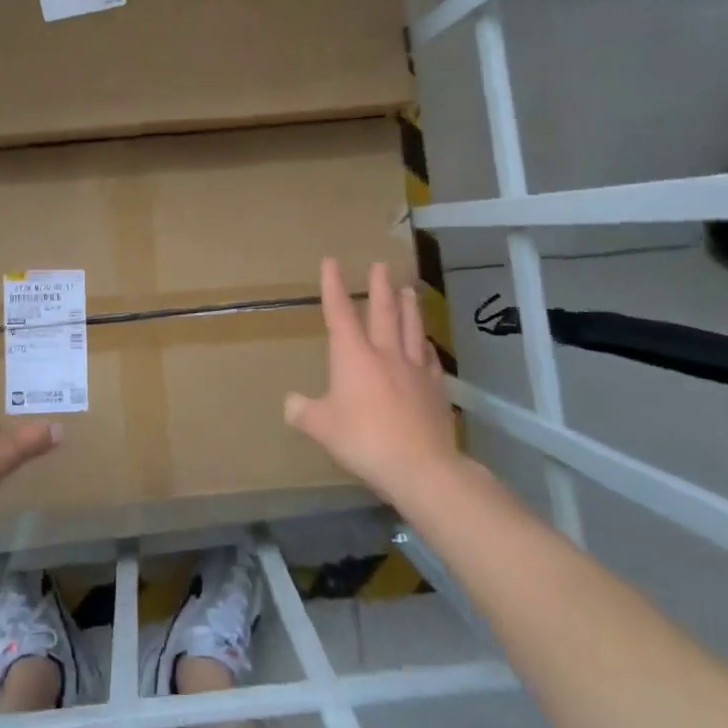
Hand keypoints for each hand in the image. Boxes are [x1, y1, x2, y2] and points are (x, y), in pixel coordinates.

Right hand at [284, 258, 461, 509]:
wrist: (421, 466)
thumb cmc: (363, 439)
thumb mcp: (321, 427)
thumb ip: (303, 411)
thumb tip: (291, 403)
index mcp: (353, 355)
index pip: (340, 312)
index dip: (334, 286)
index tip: (331, 261)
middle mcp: (385, 353)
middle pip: (383, 311)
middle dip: (380, 286)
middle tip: (381, 264)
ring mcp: (414, 369)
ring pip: (411, 328)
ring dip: (409, 306)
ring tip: (409, 289)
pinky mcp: (436, 389)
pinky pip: (430, 358)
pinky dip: (425, 345)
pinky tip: (426, 343)